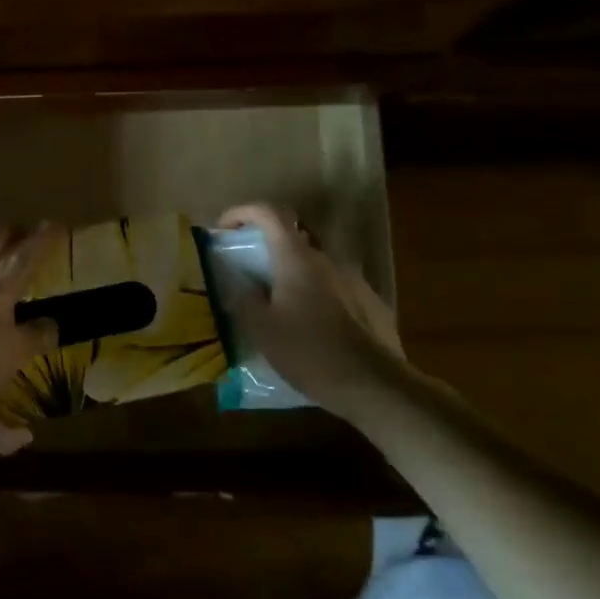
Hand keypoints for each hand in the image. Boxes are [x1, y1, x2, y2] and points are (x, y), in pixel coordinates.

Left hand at [0, 224, 60, 452]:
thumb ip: (3, 436)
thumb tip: (23, 442)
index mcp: (11, 347)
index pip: (43, 332)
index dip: (50, 330)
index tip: (50, 329)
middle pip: (22, 265)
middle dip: (41, 243)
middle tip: (52, 225)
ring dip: (3, 235)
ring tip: (13, 226)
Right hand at [213, 204, 410, 417]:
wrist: (374, 386)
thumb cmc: (309, 352)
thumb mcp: (262, 329)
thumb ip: (244, 298)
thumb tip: (235, 280)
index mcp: (296, 258)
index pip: (269, 213)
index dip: (243, 212)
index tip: (224, 228)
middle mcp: (327, 258)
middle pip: (295, 233)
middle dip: (269, 240)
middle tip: (251, 264)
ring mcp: (353, 278)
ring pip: (316, 260)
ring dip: (293, 268)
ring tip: (280, 299)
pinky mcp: (370, 301)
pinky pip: (335, 284)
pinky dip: (316, 290)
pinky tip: (311, 321)